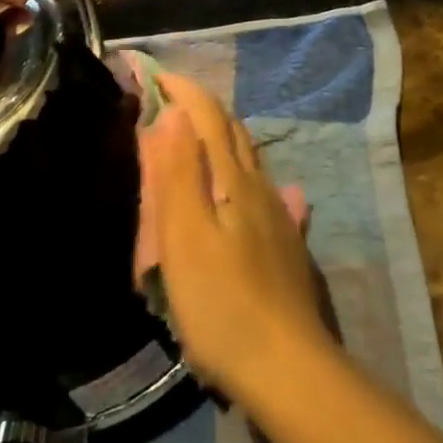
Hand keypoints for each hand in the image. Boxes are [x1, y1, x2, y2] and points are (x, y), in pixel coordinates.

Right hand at [144, 74, 334, 402]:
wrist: (287, 367)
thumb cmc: (222, 302)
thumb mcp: (185, 237)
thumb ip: (178, 174)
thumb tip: (175, 114)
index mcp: (234, 180)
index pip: (209, 117)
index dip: (184, 91)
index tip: (155, 75)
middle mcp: (261, 188)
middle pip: (233, 134)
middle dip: (203, 110)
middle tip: (170, 104)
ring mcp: (279, 218)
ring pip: (250, 162)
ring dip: (222, 140)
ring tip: (196, 140)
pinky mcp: (286, 247)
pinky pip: (264, 194)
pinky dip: (245, 177)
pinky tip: (254, 190)